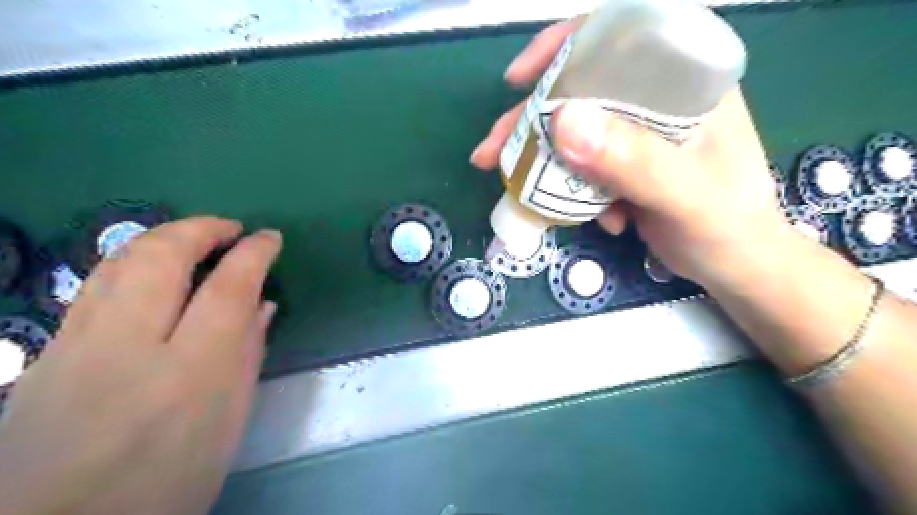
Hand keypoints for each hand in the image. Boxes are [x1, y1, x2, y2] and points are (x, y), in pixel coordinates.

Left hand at [0, 216, 281, 514]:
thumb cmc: (171, 479)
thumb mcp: (231, 419)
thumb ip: (249, 353)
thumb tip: (263, 303)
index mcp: (191, 373)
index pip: (227, 289)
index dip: (253, 254)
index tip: (270, 239)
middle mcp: (128, 348)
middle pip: (161, 257)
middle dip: (202, 228)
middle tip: (231, 228)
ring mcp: (77, 346)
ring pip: (119, 261)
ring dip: (164, 236)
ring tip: (196, 239)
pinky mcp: (48, 352)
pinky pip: (96, 284)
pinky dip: (134, 261)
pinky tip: (154, 270)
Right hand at [473, 19, 788, 284]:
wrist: (736, 267)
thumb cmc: (727, 226)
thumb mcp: (683, 194)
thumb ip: (631, 159)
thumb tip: (561, 121)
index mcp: (684, 82)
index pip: (618, 37)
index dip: (563, 48)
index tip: (520, 80)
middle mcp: (657, 100)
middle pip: (581, 90)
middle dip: (531, 121)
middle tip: (493, 150)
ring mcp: (638, 135)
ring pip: (575, 131)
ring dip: (542, 160)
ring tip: (513, 187)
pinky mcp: (625, 165)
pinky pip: (583, 166)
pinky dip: (574, 191)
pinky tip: (597, 219)